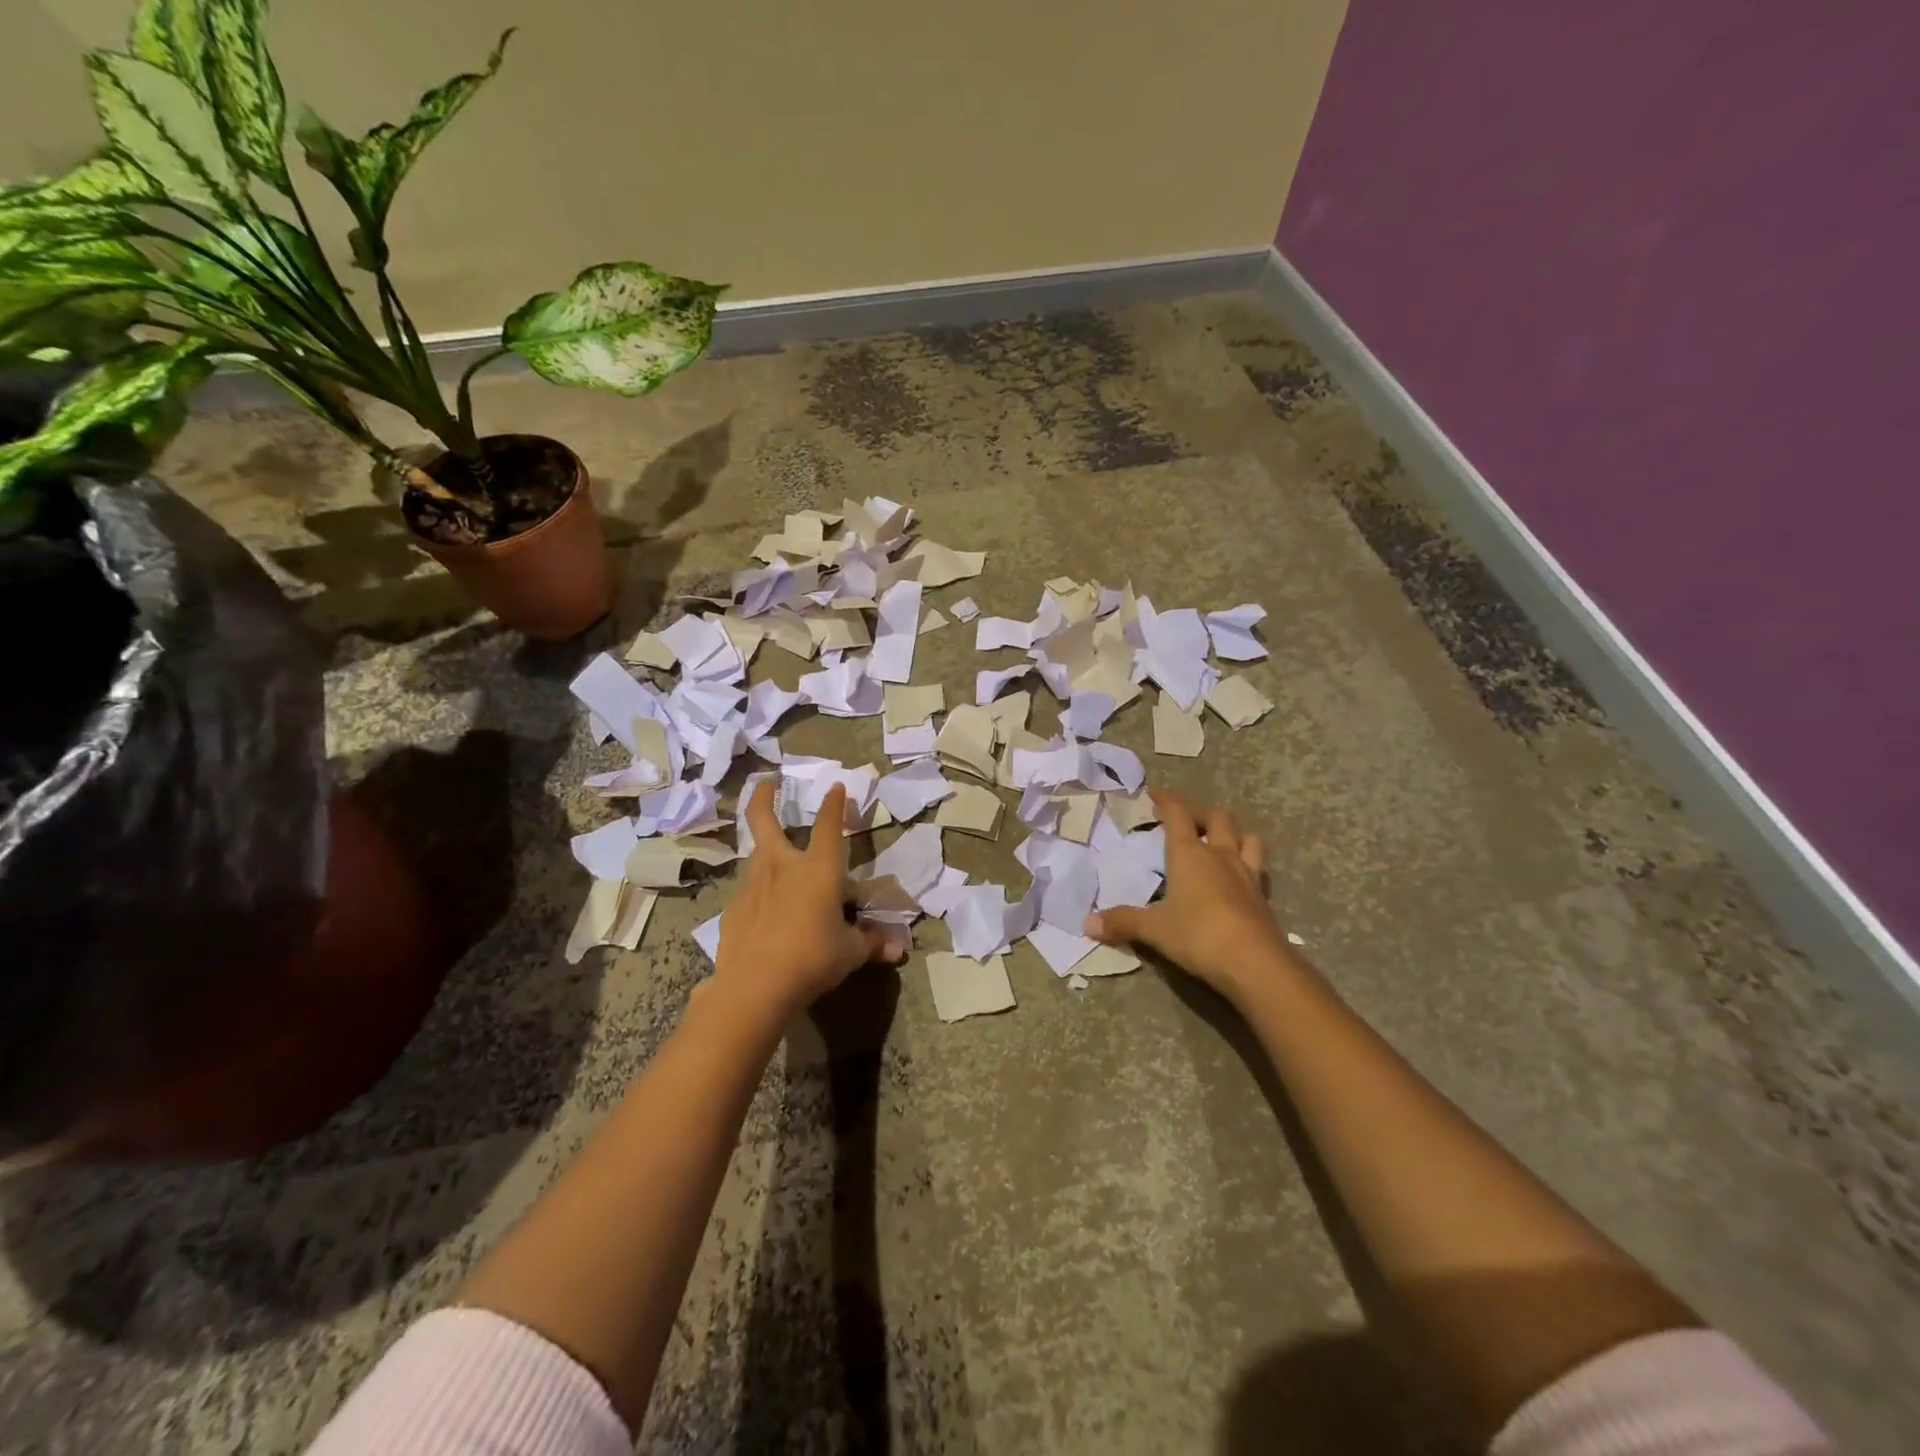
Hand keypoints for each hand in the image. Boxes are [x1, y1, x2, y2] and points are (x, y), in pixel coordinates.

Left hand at [712, 781, 902, 1019]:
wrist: (755, 986)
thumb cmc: (813, 959)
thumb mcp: (850, 953)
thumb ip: (871, 944)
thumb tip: (898, 950)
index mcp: (818, 869)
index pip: (829, 826)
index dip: (834, 804)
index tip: (836, 787)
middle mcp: (783, 866)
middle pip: (764, 820)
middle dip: (765, 798)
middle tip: (767, 783)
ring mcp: (752, 885)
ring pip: (756, 856)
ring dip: (765, 850)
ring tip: (776, 861)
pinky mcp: (733, 909)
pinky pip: (749, 893)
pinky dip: (759, 895)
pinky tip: (764, 915)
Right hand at [1085, 787, 1293, 1005]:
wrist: (1255, 964)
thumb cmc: (1198, 935)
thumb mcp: (1154, 930)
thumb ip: (1123, 922)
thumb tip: (1087, 924)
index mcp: (1189, 854)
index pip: (1178, 814)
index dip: (1166, 799)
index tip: (1154, 792)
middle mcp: (1220, 856)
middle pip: (1216, 818)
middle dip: (1199, 812)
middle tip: (1185, 817)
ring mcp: (1247, 874)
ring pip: (1247, 837)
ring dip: (1233, 832)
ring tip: (1220, 839)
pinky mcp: (1263, 896)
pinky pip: (1258, 867)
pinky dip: (1248, 862)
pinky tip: (1240, 876)